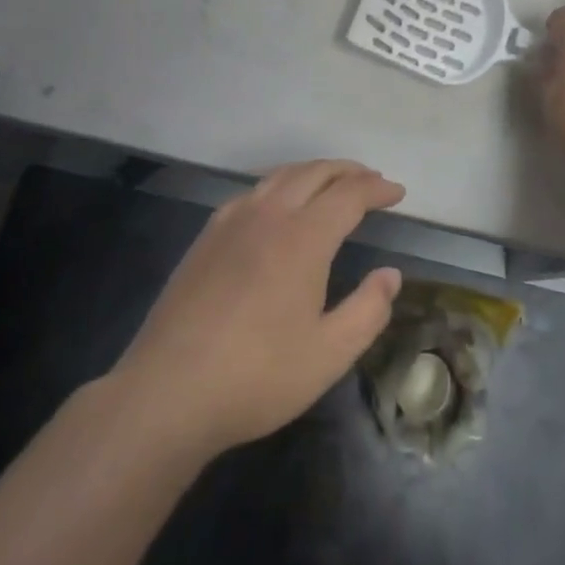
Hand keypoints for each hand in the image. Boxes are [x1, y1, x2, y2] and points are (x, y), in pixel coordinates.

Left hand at [107, 160, 403, 459]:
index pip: (348, 194)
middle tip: (371, 180)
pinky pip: (251, 192)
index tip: (397, 193)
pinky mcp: (206, 238)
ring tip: (331, 184)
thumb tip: (390, 274)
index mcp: (303, 238)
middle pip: (314, 172)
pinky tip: (277, 205)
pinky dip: (278, 186)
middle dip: (348, 171)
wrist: (167, 393)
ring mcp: (231, 222)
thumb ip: (368, 310)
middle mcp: (268, 216)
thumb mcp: (329, 354)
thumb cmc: (257, 376)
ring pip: (280, 176)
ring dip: (313, 172)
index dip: (376, 188)